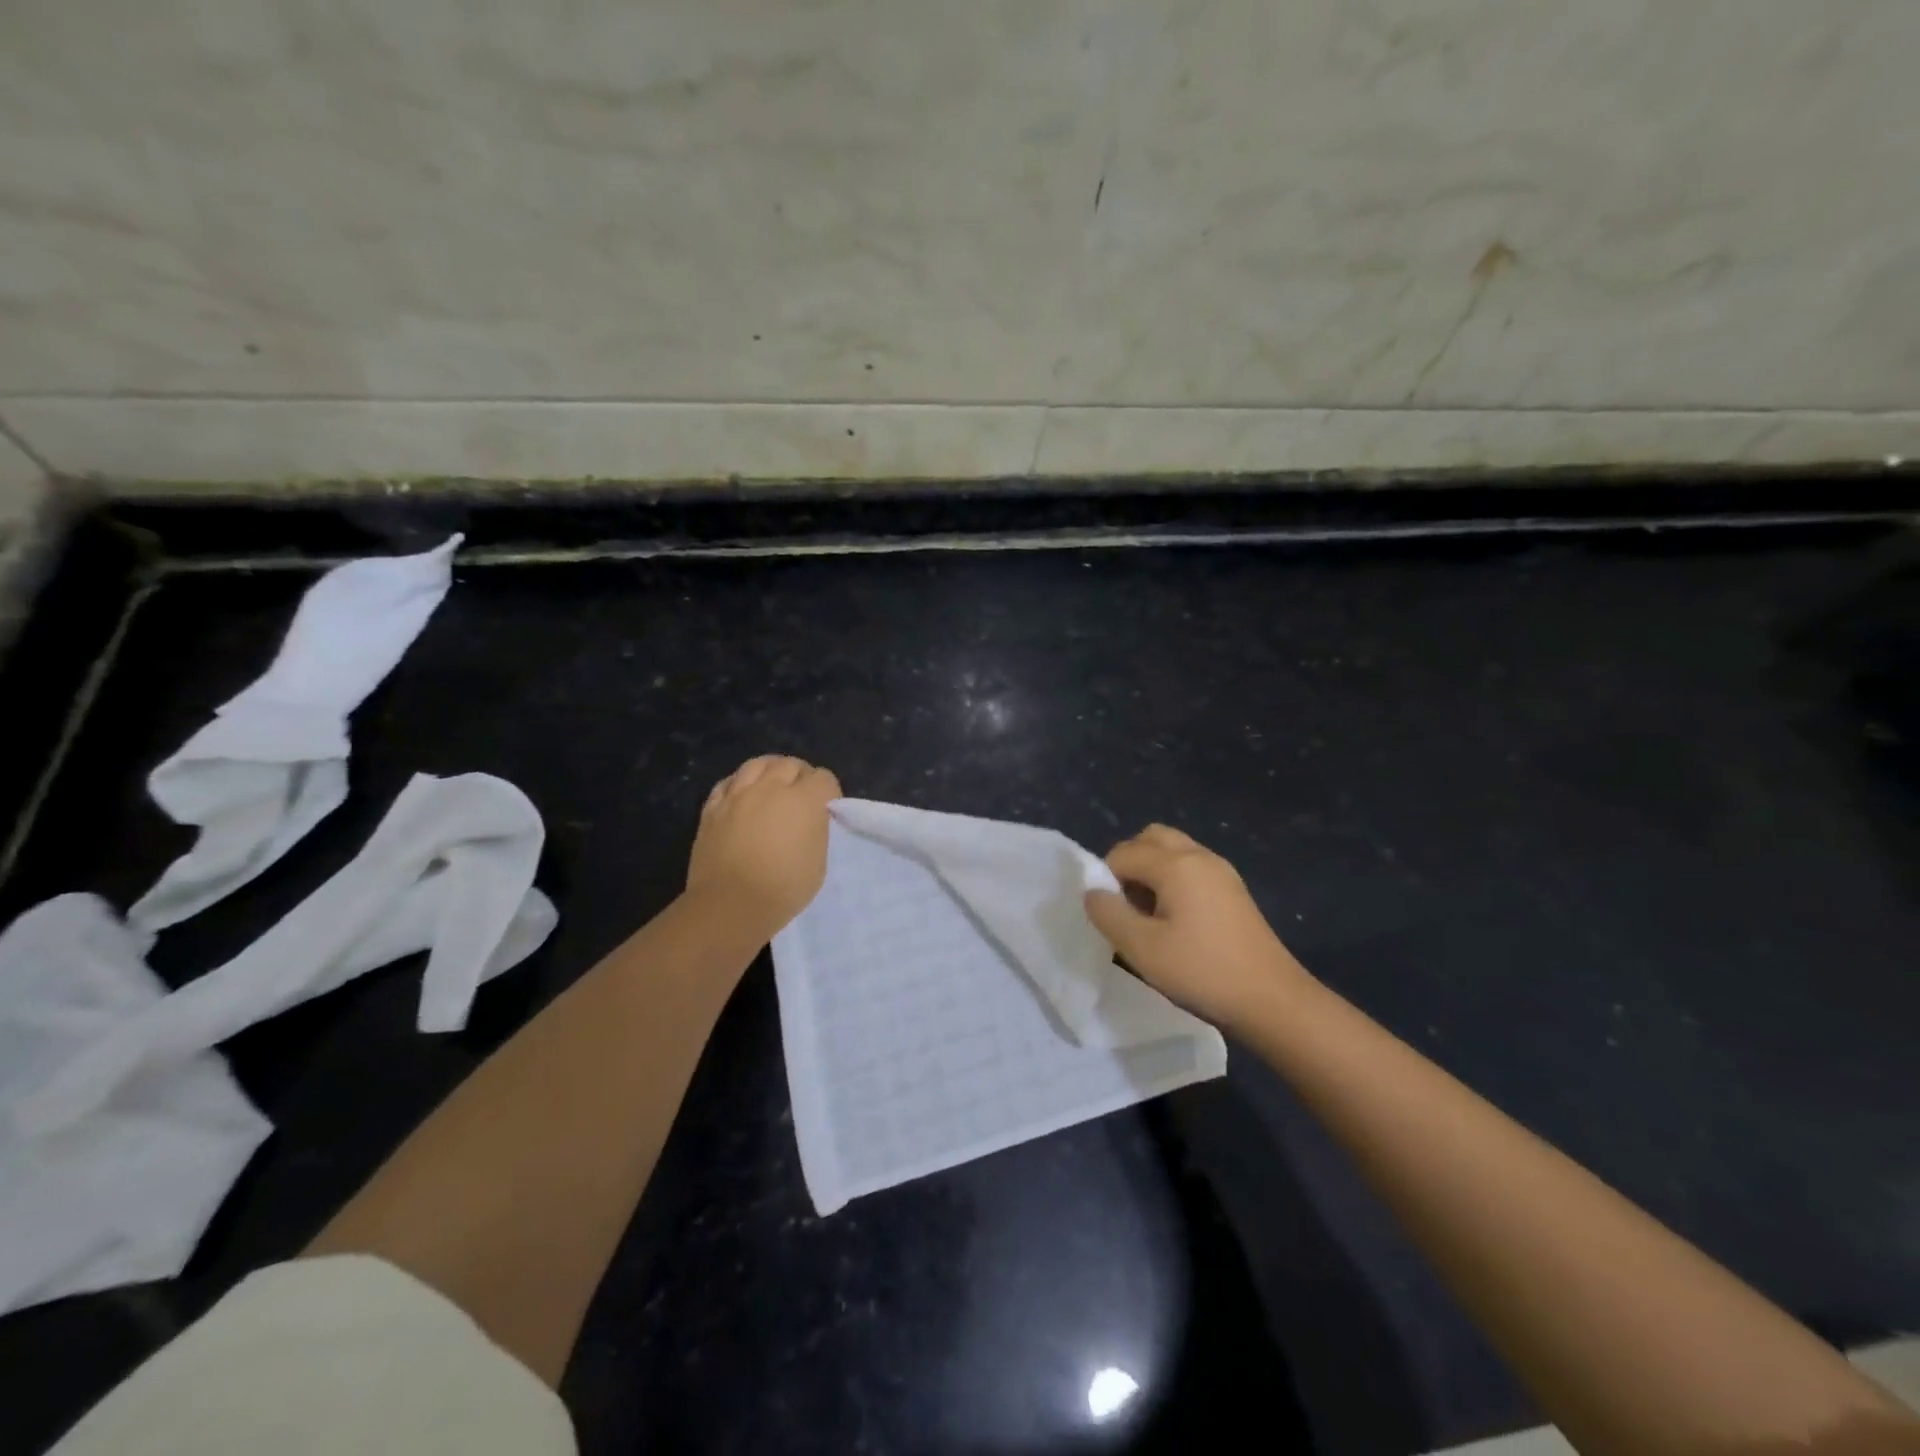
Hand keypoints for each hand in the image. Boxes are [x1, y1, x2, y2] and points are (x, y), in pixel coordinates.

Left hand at [685, 755, 841, 939]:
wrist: (730, 904)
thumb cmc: (784, 888)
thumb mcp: (818, 861)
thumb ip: (816, 830)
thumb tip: (809, 820)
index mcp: (804, 800)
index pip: (823, 778)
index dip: (828, 792)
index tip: (826, 809)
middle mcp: (771, 787)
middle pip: (790, 764)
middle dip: (801, 776)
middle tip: (800, 796)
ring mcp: (738, 794)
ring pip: (758, 764)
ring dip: (770, 771)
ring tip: (772, 786)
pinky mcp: (713, 807)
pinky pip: (728, 782)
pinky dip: (740, 783)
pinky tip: (742, 795)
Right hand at [1084, 824, 1313, 1029]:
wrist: (1272, 999)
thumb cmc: (1202, 971)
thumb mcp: (1142, 948)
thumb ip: (1109, 914)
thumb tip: (1093, 892)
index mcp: (1175, 863)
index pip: (1122, 853)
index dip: (1106, 880)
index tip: (1112, 916)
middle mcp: (1198, 855)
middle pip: (1151, 838)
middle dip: (1129, 862)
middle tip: (1126, 904)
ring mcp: (1221, 870)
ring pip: (1173, 850)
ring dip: (1151, 870)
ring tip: (1149, 913)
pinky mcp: (1233, 889)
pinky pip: (1192, 867)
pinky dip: (1174, 879)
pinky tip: (1176, 920)